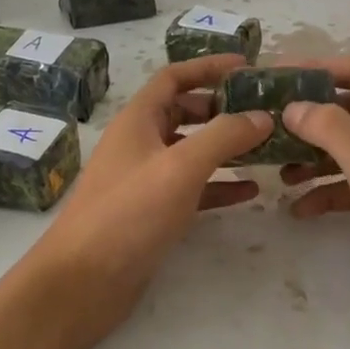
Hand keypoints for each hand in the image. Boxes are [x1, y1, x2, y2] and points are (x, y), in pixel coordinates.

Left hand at [23, 54, 272, 348]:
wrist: (82, 282)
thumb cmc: (128, 214)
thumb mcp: (180, 167)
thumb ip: (224, 137)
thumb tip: (263, 116)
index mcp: (138, 121)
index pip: (174, 78)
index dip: (209, 67)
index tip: (248, 67)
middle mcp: (140, 144)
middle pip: (184, 113)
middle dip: (222, 109)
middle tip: (263, 112)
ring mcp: (145, 180)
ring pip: (192, 153)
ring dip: (226, 148)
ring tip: (266, 149)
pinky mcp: (153, 214)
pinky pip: (193, 190)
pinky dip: (220, 187)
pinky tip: (251, 193)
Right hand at [278, 57, 349, 331]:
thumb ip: (330, 129)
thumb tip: (294, 106)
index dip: (313, 70)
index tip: (273, 78)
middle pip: (349, 111)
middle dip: (309, 120)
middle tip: (267, 129)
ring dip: (315, 158)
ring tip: (278, 173)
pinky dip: (331, 191)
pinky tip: (301, 209)